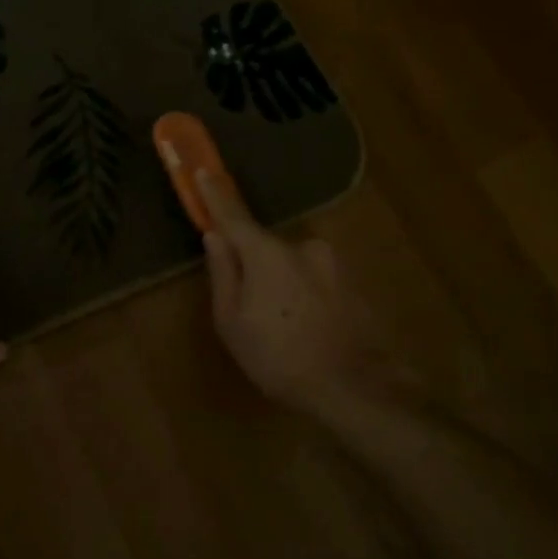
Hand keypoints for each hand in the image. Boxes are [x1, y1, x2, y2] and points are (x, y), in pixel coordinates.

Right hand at [199, 170, 398, 419]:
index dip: (215, 194)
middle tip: (249, 310)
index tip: (203, 170)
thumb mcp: (232, 322)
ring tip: (282, 330)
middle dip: (253, 267)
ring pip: (292, 266)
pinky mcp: (353, 282)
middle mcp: (303, 247)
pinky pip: (315, 280)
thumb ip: (223, 273)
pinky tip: (306, 332)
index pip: (234, 215)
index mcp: (267, 254)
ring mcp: (333, 263)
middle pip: (265, 248)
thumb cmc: (278, 357)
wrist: (353, 388)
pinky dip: (305, 296)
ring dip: (281, 286)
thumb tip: (214, 237)